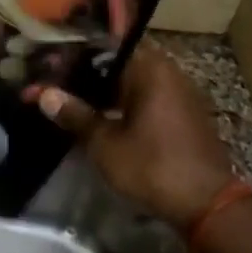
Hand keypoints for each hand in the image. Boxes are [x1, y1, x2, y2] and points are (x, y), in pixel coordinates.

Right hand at [37, 46, 235, 229]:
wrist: (208, 205)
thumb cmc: (152, 167)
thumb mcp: (104, 144)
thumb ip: (75, 115)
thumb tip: (44, 94)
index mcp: (150, 69)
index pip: (103, 47)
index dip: (72, 55)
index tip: (47, 65)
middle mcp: (168, 72)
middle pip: (117, 62)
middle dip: (84, 72)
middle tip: (53, 84)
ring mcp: (180, 93)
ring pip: (132, 80)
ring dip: (103, 89)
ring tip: (71, 100)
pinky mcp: (184, 114)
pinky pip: (146, 97)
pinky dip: (122, 102)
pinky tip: (101, 117)